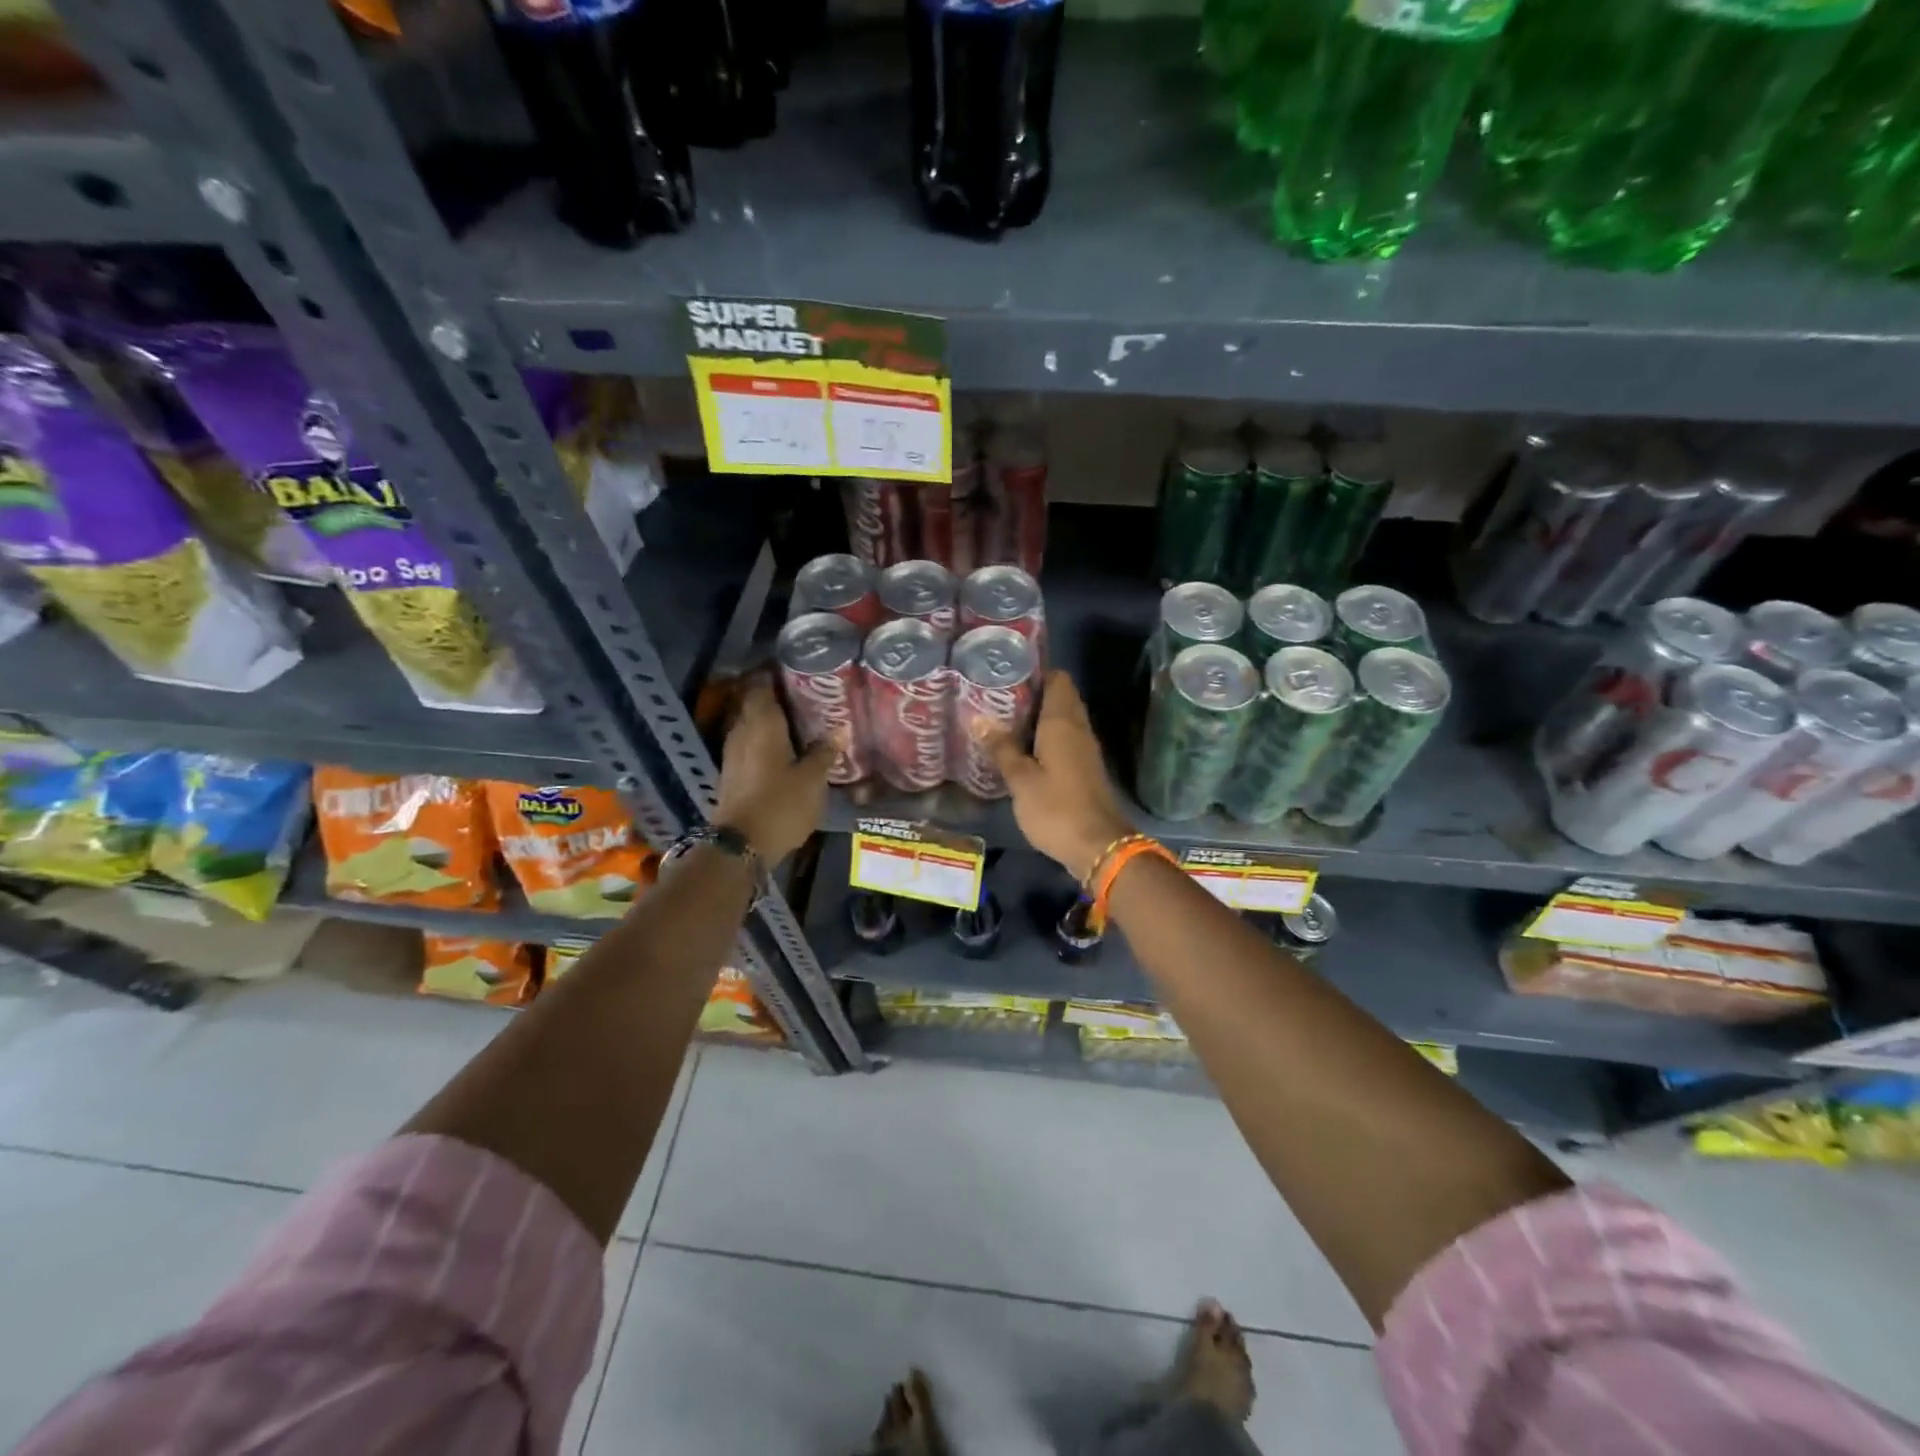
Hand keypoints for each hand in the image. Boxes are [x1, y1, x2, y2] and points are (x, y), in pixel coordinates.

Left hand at [714, 676, 834, 863]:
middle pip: (754, 703)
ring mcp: (732, 753)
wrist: (740, 845)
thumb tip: (839, 729)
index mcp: (762, 723)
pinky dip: (764, 741)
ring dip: (770, 720)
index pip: (761, 684)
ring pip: (751, 725)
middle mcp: (742, 731)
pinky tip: (784, 749)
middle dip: (775, 696)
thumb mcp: (812, 779)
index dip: (774, 673)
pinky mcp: (732, 773)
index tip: (795, 669)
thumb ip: (824, 752)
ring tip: (798, 721)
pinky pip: (749, 745)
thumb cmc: (780, 804)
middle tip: (804, 695)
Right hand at [986, 670, 1132, 882]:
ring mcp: (1085, 749)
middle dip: (1031, 694)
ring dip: (1037, 718)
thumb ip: (1001, 748)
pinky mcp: (1085, 769)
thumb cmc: (1056, 808)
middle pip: (1059, 697)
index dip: (1035, 672)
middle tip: (996, 698)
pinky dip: (1045, 738)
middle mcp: (1078, 728)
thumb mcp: (1020, 780)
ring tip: (1002, 721)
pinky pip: (1064, 740)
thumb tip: (978, 719)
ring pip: (1062, 720)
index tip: (1006, 673)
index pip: (1057, 679)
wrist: (1099, 846)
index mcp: (1063, 722)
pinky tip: (1022, 749)